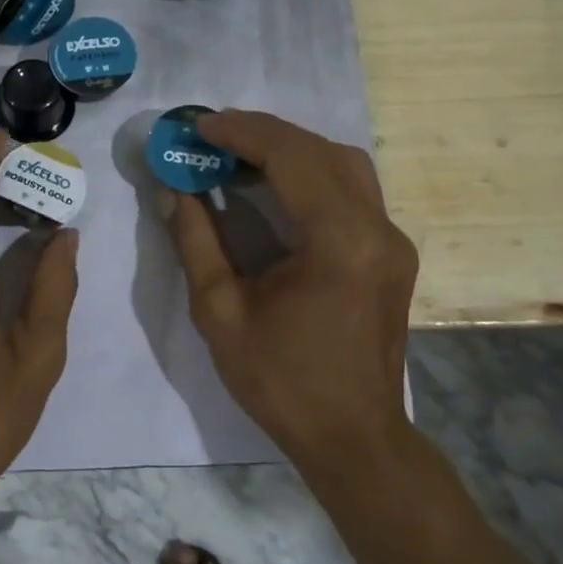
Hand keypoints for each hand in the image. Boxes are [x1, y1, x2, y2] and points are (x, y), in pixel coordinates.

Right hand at [166, 110, 417, 470]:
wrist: (353, 437)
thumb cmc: (281, 380)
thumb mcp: (220, 311)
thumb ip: (194, 241)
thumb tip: (171, 189)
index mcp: (338, 240)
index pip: (290, 156)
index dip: (240, 132)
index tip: (198, 126)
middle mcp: (376, 228)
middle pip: (321, 150)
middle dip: (263, 133)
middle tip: (212, 135)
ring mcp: (391, 240)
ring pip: (344, 164)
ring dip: (291, 148)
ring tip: (240, 154)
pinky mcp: (391, 253)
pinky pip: (352, 191)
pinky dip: (311, 173)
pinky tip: (275, 186)